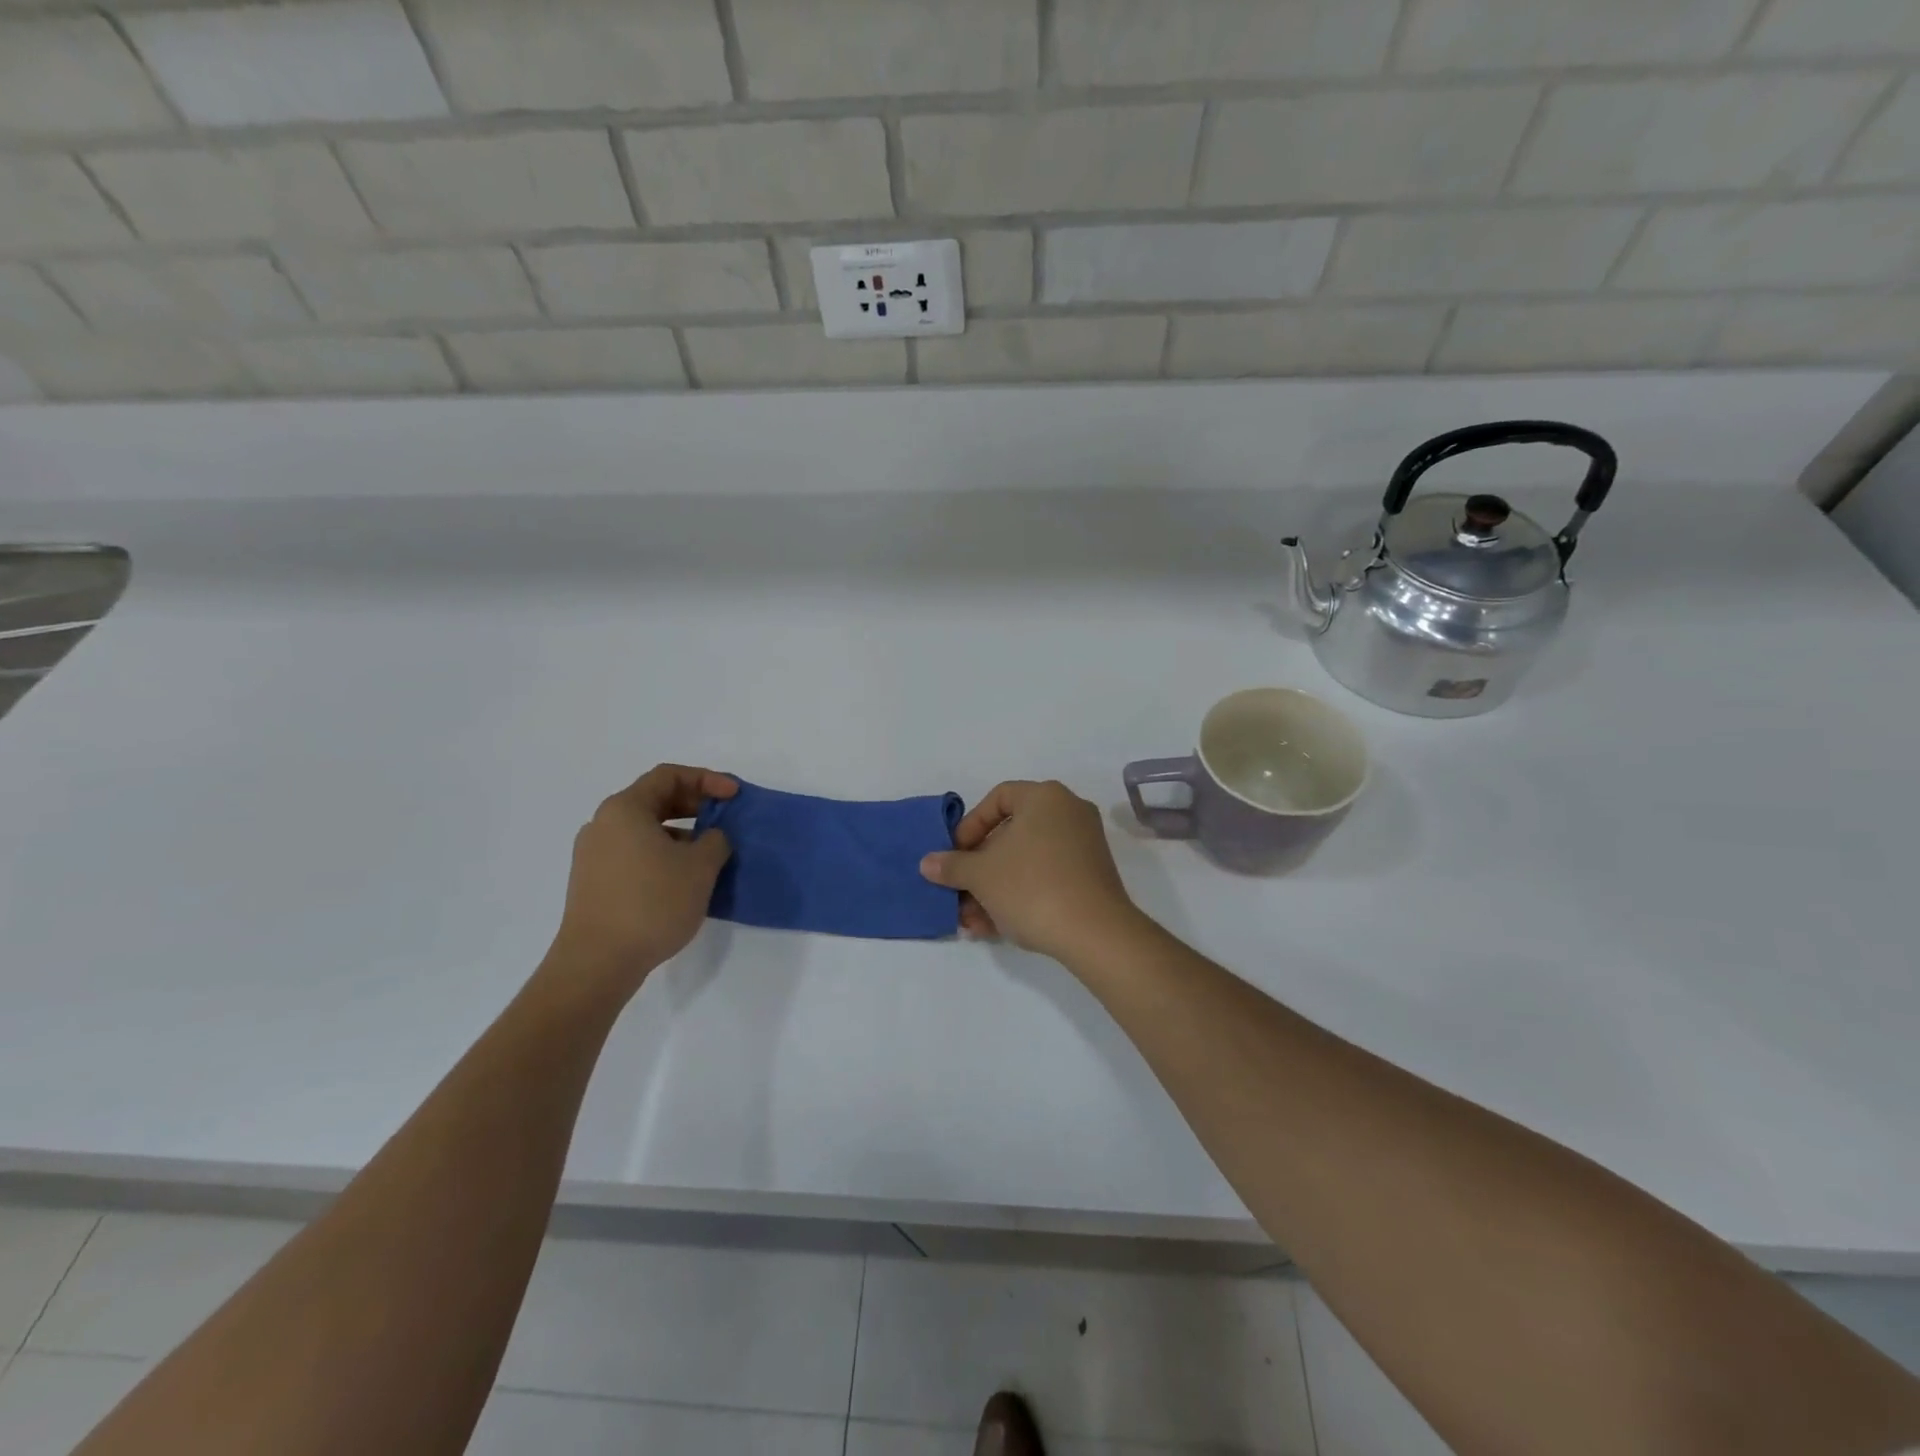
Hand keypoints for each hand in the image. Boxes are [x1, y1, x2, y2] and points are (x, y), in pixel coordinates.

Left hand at [546, 764, 735, 995]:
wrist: (597, 963)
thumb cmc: (652, 903)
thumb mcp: (700, 867)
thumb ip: (716, 840)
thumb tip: (712, 838)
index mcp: (625, 809)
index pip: (669, 776)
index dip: (707, 779)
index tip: (734, 795)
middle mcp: (603, 824)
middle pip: (655, 800)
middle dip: (695, 805)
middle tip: (725, 819)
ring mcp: (594, 854)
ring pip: (645, 829)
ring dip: (681, 833)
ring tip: (710, 854)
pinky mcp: (594, 882)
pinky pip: (635, 853)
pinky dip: (663, 854)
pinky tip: (684, 879)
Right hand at [919, 780, 1140, 961]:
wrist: (1094, 933)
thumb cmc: (1031, 886)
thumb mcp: (981, 875)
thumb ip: (952, 865)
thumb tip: (928, 863)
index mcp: (1045, 797)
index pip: (998, 798)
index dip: (970, 826)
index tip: (955, 854)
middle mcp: (1069, 813)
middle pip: (1011, 834)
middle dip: (979, 868)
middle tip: (959, 892)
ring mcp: (1083, 846)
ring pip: (1026, 862)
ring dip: (994, 889)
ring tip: (971, 921)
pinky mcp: (1091, 878)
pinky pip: (1046, 878)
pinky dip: (1019, 896)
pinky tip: (994, 928)